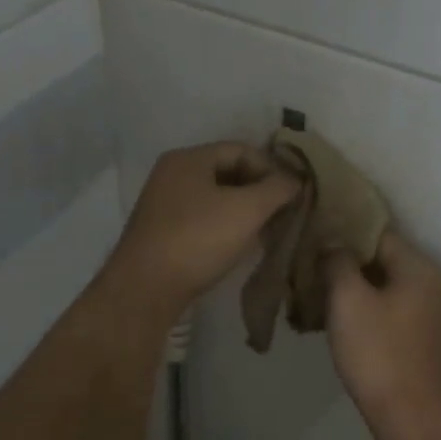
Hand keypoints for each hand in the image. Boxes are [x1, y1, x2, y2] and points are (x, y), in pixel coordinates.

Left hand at [102, 142, 300, 319]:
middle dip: (259, 190)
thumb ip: (277, 189)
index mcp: (188, 159)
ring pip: (215, 197)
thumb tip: (295, 181)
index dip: (271, 168)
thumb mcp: (247, 210)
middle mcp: (172, 174)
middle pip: (227, 171)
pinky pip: (202, 218)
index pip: (241, 149)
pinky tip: (240, 245)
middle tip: (283, 212)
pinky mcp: (161, 232)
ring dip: (244, 210)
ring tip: (267, 230)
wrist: (145, 289)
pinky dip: (225, 225)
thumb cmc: (198, 239)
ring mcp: (163, 204)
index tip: (292, 194)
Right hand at [323, 231, 440, 428]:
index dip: (344, 232)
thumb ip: (339, 262)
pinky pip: (386, 308)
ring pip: (381, 285)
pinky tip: (333, 317)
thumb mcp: (349, 300)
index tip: (313, 236)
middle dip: (345, 261)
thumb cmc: (378, 352)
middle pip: (381, 258)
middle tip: (308, 265)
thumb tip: (334, 246)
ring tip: (314, 290)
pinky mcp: (417, 336)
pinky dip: (362, 307)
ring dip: (351, 286)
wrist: (408, 415)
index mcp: (418, 267)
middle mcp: (429, 283)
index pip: (378, 233)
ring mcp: (427, 311)